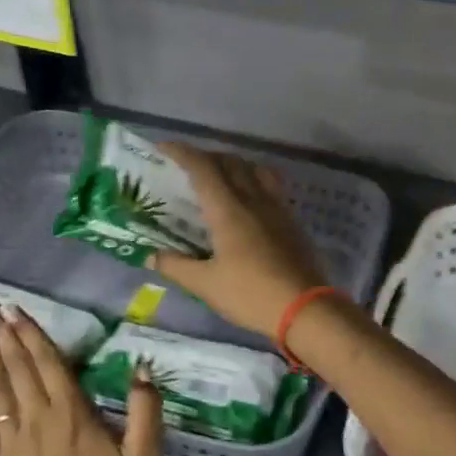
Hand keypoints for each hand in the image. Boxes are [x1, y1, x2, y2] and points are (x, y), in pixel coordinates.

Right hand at [151, 143, 327, 337]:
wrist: (305, 309)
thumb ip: (176, 266)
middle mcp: (253, 199)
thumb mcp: (206, 284)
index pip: (203, 168)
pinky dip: (253, 181)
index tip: (164, 147)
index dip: (182, 152)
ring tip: (219, 178)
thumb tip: (150, 256)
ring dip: (233, 165)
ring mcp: (276, 208)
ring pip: (253, 170)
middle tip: (187, 167)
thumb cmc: (250, 294)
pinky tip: (247, 202)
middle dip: (206, 157)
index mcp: (228, 210)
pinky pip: (270, 186)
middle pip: (230, 162)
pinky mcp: (291, 221)